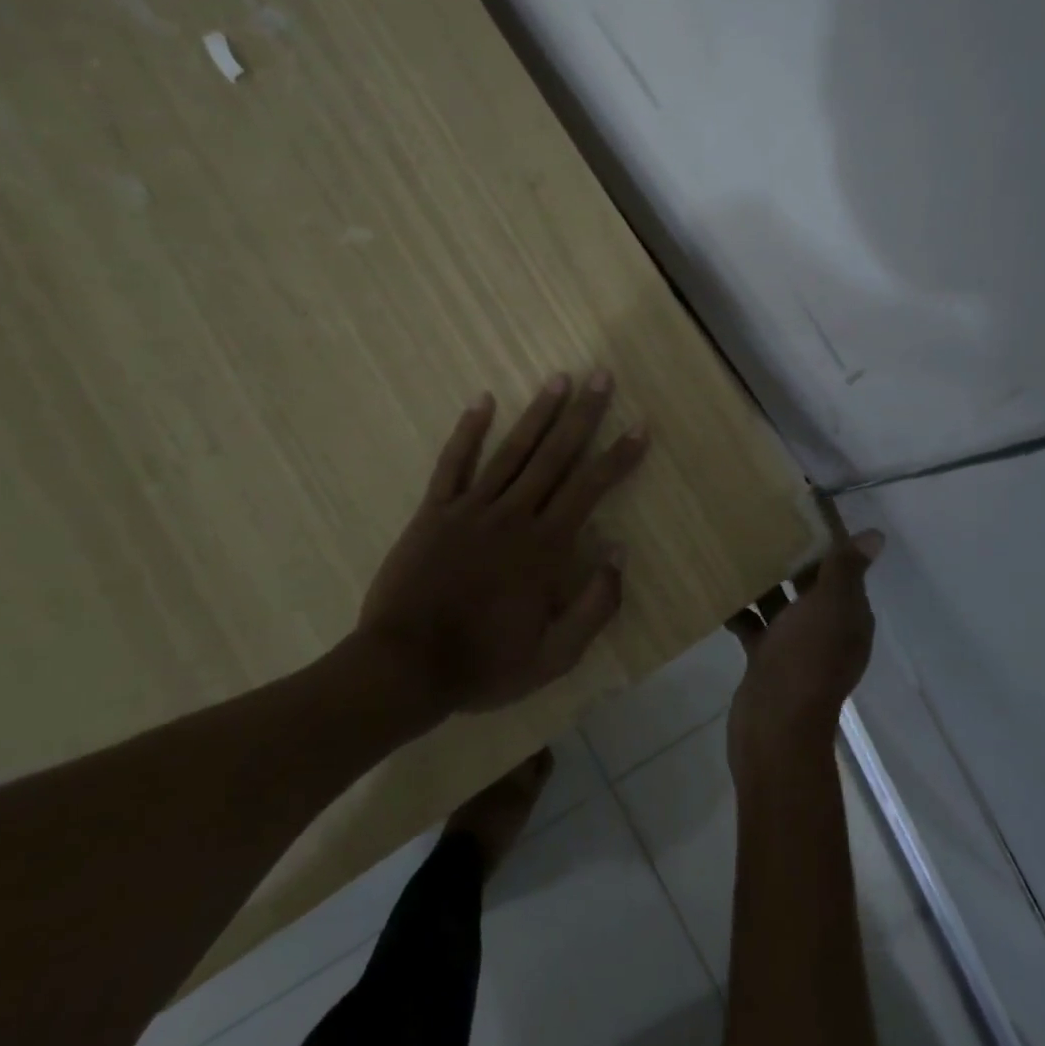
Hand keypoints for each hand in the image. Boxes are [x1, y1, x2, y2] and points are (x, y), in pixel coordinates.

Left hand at [358, 372, 649, 715]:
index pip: (591, 488)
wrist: (404, 669)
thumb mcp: (555, 655)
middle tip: (601, 376)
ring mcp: (470, 510)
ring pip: (511, 451)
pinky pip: (453, 464)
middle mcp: (513, 516)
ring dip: (537, 413)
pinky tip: (482, 401)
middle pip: (555, 456)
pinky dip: (468, 432)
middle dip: (583, 414)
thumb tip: (619, 551)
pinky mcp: (434, 513)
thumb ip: (595, 605)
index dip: (619, 455)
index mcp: (545, 547)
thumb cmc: (484, 664)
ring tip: (559, 378)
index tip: (640, 426)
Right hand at [725, 530, 884, 782]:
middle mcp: (828, 630)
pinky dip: (742, 612)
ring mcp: (796, 648)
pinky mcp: (768, 661)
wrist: (774, 728)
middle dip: (791, 558)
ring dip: (764, 583)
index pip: (844, 569)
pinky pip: (757, 628)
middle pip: (812, 585)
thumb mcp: (829, 607)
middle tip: (762, 523)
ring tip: (737, 550)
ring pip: (782, 606)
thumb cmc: (805, 660)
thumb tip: (877, 536)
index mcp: (850, 616)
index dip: (827, 541)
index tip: (800, 510)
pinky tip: (719, 593)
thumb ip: (846, 570)